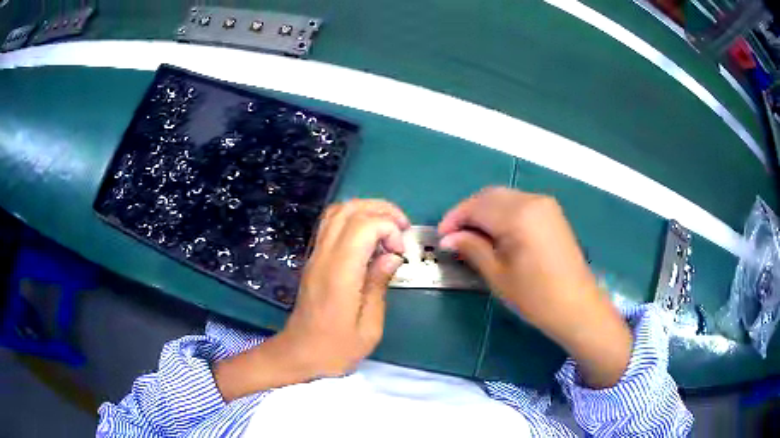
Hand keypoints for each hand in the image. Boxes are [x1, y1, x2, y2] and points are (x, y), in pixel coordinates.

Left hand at [214, 200, 408, 399]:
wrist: (298, 354)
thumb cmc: (336, 349)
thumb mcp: (369, 327)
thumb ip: (379, 285)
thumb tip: (392, 255)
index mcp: (339, 274)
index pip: (363, 226)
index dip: (389, 229)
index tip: (400, 252)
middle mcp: (324, 256)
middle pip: (350, 209)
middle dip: (382, 210)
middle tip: (402, 229)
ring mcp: (315, 255)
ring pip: (338, 211)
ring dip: (367, 211)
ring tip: (388, 228)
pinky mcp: (313, 258)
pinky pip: (331, 224)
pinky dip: (354, 219)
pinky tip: (369, 238)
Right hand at [438, 187, 630, 387]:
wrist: (576, 306)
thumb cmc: (535, 296)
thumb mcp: (498, 275)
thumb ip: (472, 248)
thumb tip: (448, 238)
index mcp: (518, 215)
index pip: (476, 206)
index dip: (454, 218)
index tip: (440, 236)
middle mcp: (532, 200)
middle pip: (490, 196)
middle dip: (468, 212)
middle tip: (453, 236)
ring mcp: (545, 205)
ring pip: (504, 197)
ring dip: (484, 211)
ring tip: (471, 236)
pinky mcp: (552, 213)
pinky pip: (519, 204)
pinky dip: (502, 213)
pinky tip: (495, 232)